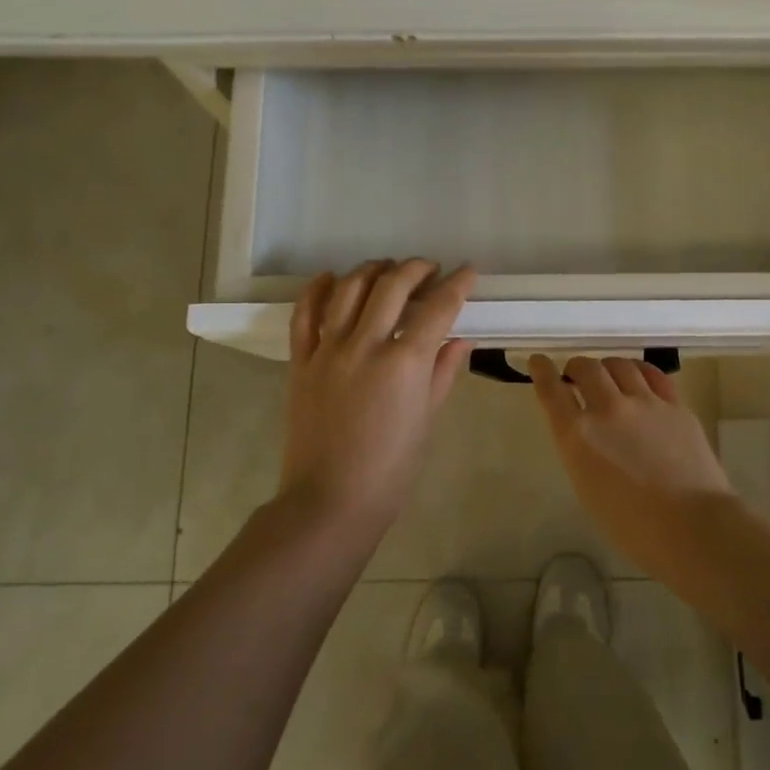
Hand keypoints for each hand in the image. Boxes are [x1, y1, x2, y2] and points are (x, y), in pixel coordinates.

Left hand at [279, 260, 475, 533]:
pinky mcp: (301, 362)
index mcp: (405, 363)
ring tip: (388, 269)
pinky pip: (305, 314)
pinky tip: (331, 278)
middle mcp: (366, 345)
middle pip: (392, 285)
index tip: (468, 271)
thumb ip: (443, 372)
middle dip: (417, 268)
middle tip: (430, 269)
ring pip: (349, 289)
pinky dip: (318, 288)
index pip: (438, 308)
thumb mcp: (427, 419)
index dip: (458, 284)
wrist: (330, 501)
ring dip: (372, 269)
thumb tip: (460, 340)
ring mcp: (329, 350)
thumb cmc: (390, 469)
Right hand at [528, 354, 735, 574]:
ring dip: (607, 367)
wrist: (692, 528)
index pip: (551, 390)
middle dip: (576, 367)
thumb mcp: (588, 488)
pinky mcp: (675, 405)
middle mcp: (607, 409)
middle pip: (586, 368)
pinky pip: (652, 374)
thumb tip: (586, 432)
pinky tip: (637, 375)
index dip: (541, 370)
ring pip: (619, 365)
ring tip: (608, 375)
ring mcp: (645, 402)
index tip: (538, 361)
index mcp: (578, 435)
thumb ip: (581, 451)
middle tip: (576, 375)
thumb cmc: (632, 526)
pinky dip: (638, 370)